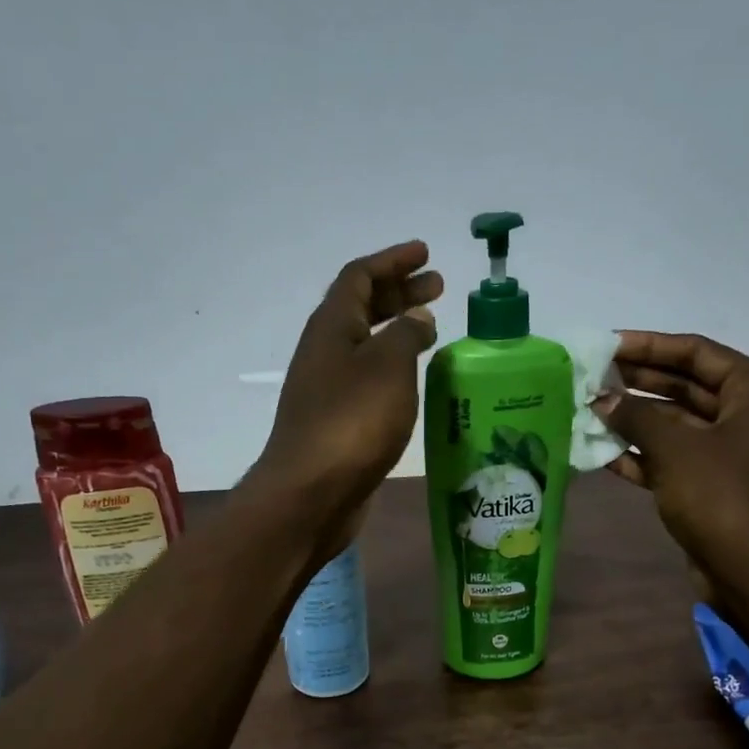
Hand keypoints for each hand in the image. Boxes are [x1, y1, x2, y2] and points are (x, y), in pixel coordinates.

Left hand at [249, 241, 442, 551]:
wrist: (311, 493)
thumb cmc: (352, 423)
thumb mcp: (388, 367)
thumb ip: (406, 334)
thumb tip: (416, 318)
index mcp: (332, 328)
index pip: (359, 277)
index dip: (392, 261)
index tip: (425, 254)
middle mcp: (325, 353)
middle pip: (361, 309)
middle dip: (399, 293)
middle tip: (437, 288)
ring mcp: (328, 390)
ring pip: (365, 346)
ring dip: (397, 332)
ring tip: (431, 331)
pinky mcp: (337, 423)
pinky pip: (368, 380)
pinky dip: (393, 369)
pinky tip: (414, 381)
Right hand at [594, 331, 748, 577]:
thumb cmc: (722, 498)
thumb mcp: (675, 449)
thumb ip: (635, 417)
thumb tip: (602, 400)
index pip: (697, 353)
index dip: (649, 346)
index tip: (607, 346)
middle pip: (688, 387)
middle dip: (639, 384)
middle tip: (592, 378)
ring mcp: (735, 454)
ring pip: (678, 426)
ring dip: (636, 422)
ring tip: (590, 413)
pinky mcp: (718, 487)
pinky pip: (677, 460)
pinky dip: (644, 457)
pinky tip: (603, 455)